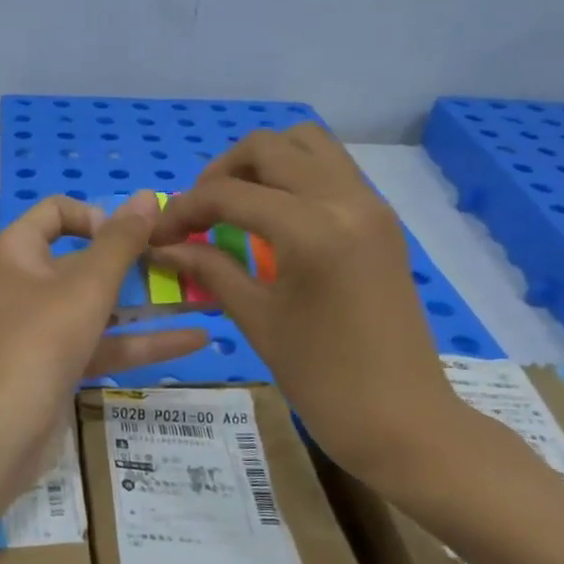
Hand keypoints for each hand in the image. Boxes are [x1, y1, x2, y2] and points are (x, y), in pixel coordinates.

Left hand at [0, 191, 207, 476]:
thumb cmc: (39, 341)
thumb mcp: (87, 286)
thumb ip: (121, 242)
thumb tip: (147, 195)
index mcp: (16, 252)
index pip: (57, 212)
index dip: (98, 216)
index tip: (132, 237)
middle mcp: (25, 283)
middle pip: (83, 259)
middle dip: (133, 262)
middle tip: (181, 262)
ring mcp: (41, 328)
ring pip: (98, 306)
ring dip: (146, 303)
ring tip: (202, 297)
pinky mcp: (57, 365)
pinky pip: (102, 343)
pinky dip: (141, 342)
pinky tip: (194, 340)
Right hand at [148, 124, 481, 506]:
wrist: (403, 420)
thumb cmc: (323, 379)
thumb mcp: (257, 319)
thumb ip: (208, 269)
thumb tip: (163, 247)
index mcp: (312, 229)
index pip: (230, 193)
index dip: (184, 209)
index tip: (160, 235)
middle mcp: (346, 199)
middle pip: (269, 147)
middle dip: (221, 172)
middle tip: (199, 213)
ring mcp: (371, 205)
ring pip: (308, 143)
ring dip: (263, 163)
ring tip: (236, 205)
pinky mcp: (382, 219)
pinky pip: (331, 169)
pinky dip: (294, 176)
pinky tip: (273, 219)